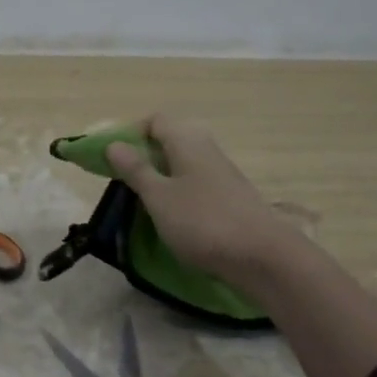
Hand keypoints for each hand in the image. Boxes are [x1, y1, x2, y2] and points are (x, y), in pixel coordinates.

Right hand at [106, 116, 301, 290]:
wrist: (262, 256)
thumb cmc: (202, 222)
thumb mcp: (158, 197)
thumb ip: (135, 170)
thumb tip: (114, 144)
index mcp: (187, 141)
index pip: (155, 120)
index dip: (131, 133)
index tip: (113, 158)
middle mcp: (206, 148)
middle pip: (170, 139)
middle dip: (145, 156)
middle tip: (125, 180)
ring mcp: (222, 172)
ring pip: (183, 162)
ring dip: (161, 176)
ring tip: (145, 201)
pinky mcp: (230, 195)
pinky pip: (196, 182)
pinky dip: (179, 192)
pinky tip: (173, 216)